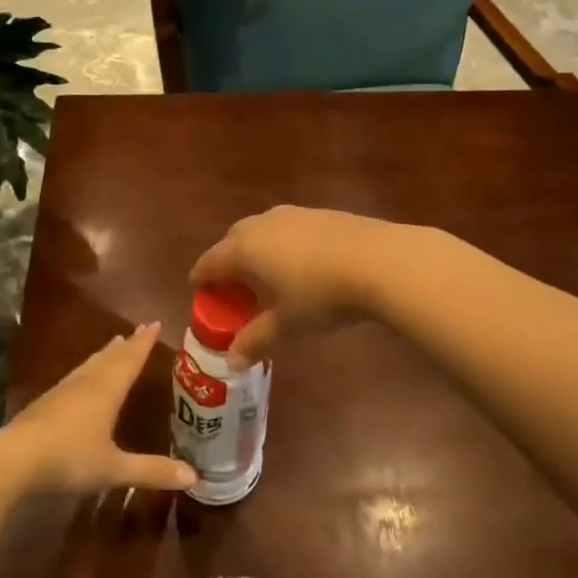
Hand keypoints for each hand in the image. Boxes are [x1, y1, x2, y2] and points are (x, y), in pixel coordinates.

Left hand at [0, 324, 196, 494]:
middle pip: (109, 358)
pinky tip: (80, 380)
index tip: (154, 323)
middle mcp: (86, 383)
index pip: (130, 360)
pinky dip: (86, 371)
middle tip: (138, 330)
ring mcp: (62, 391)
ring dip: (104, 355)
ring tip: (113, 346)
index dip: (144, 343)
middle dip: (126, 345)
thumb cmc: (69, 459)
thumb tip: (193, 476)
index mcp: (106, 391)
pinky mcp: (44, 403)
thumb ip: (152, 471)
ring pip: (89, 366)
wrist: (13, 460)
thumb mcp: (114, 469)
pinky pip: (74, 378)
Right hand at [190, 206, 400, 365]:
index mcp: (244, 249)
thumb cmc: (320, 295)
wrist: (379, 261)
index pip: (209, 262)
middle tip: (234, 288)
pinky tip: (302, 265)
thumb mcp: (286, 324)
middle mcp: (261, 225)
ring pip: (261, 230)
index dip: (201, 278)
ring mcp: (292, 215)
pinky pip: (288, 228)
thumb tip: (231, 363)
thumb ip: (256, 340)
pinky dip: (283, 245)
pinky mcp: (320, 213)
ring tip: (268, 276)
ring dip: (257, 251)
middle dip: (228, 262)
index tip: (198, 290)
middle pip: (232, 240)